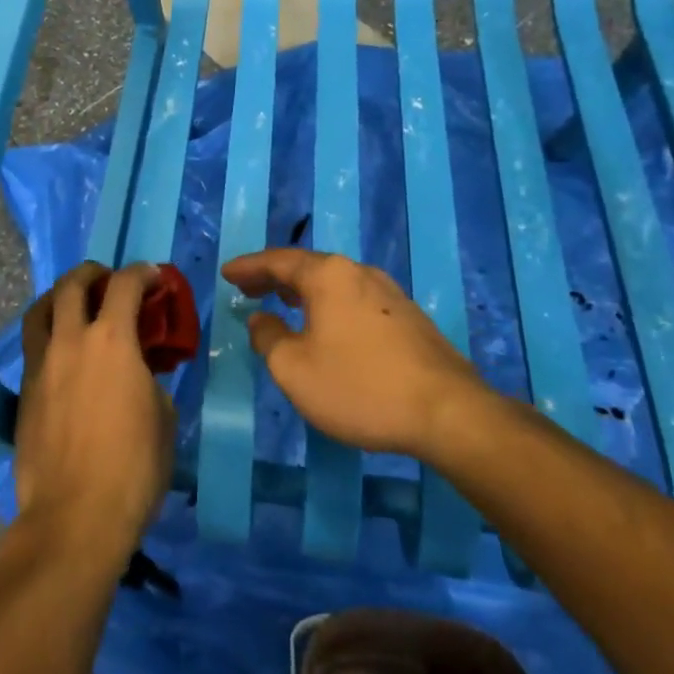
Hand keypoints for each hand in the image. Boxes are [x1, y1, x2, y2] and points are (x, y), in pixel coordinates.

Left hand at [13, 262, 175, 574]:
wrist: (74, 517)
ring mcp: (40, 366)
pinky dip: (48, 335)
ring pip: (39, 310)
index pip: (125, 284)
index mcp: (112, 341)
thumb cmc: (133, 468)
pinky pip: (32, 347)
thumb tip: (140, 372)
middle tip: (108, 281)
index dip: (142, 272)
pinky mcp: (23, 393)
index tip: (152, 276)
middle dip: (93, 273)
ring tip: (74, 306)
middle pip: (72, 284)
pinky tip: (63, 355)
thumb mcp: (163, 418)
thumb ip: (151, 380)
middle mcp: (70, 341)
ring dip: (59, 297)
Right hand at [221, 248, 488, 462]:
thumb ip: (268, 338)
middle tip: (248, 288)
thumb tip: (262, 320)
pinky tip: (327, 325)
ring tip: (283, 301)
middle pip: (307, 266)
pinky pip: (354, 299)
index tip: (226, 273)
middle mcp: (358, 272)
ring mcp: (389, 292)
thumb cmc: (360, 387)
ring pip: (334, 282)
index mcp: (328, 275)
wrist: (447, 412)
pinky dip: (329, 304)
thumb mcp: (295, 369)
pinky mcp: (408, 317)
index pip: (277, 261)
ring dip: (303, 290)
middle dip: (273, 276)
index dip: (248, 267)